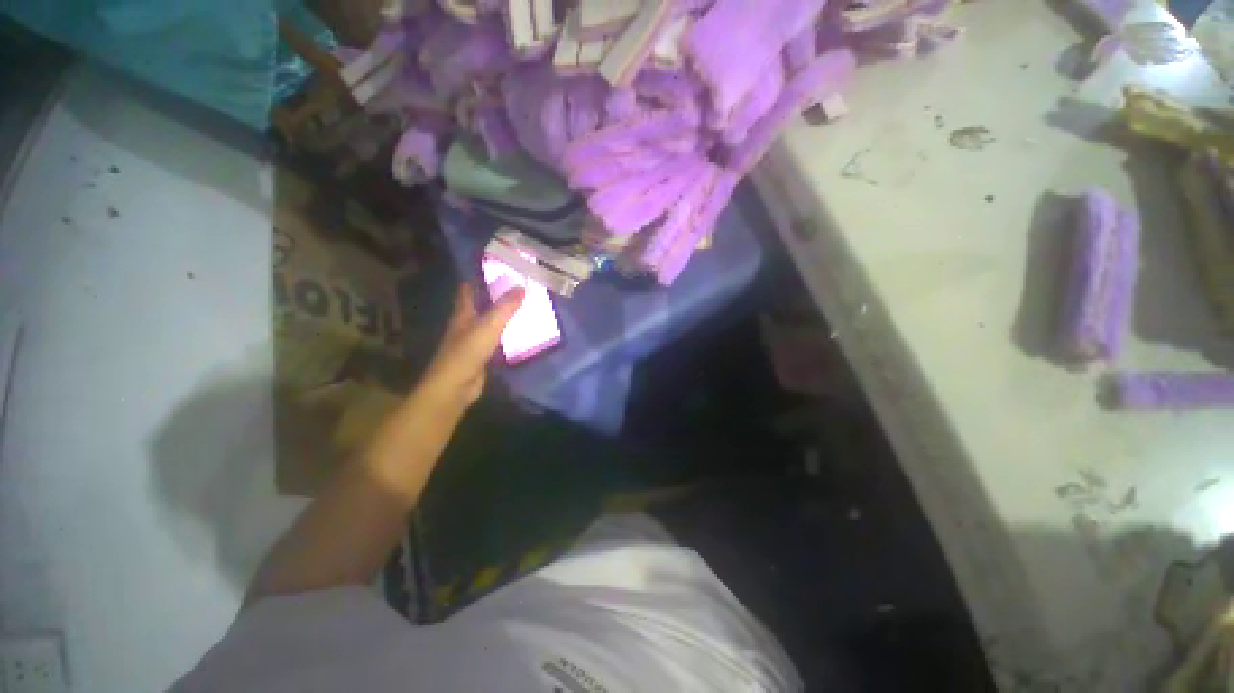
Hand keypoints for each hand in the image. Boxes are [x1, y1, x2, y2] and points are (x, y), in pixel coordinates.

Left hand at [410, 282, 523, 415]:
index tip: (495, 270)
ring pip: (489, 324)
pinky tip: (520, 334)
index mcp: (463, 313)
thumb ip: (505, 307)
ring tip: (524, 308)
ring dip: (503, 317)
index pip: (467, 290)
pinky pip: (496, 341)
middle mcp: (465, 325)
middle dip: (495, 297)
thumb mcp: (488, 326)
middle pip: (480, 306)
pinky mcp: (481, 356)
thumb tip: (521, 286)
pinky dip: (507, 335)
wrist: (455, 387)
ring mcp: (473, 342)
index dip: (477, 279)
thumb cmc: (467, 352)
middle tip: (517, 288)